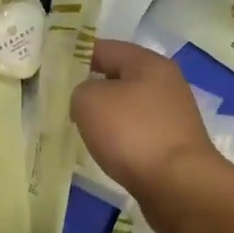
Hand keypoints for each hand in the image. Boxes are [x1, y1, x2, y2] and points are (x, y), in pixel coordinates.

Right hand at [72, 41, 233, 228]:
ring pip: (129, 107)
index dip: (79, 54)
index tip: (55, 66)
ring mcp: (173, 116)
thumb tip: (88, 100)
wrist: (177, 184)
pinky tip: (106, 150)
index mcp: (148, 63)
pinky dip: (120, 138)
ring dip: (107, 115)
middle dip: (93, 86)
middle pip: (121, 77)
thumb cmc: (132, 133)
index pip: (106, 48)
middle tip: (64, 99)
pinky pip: (137, 133)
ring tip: (80, 127)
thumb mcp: (89, 101)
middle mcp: (166, 84)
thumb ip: (80, 90)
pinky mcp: (173, 145)